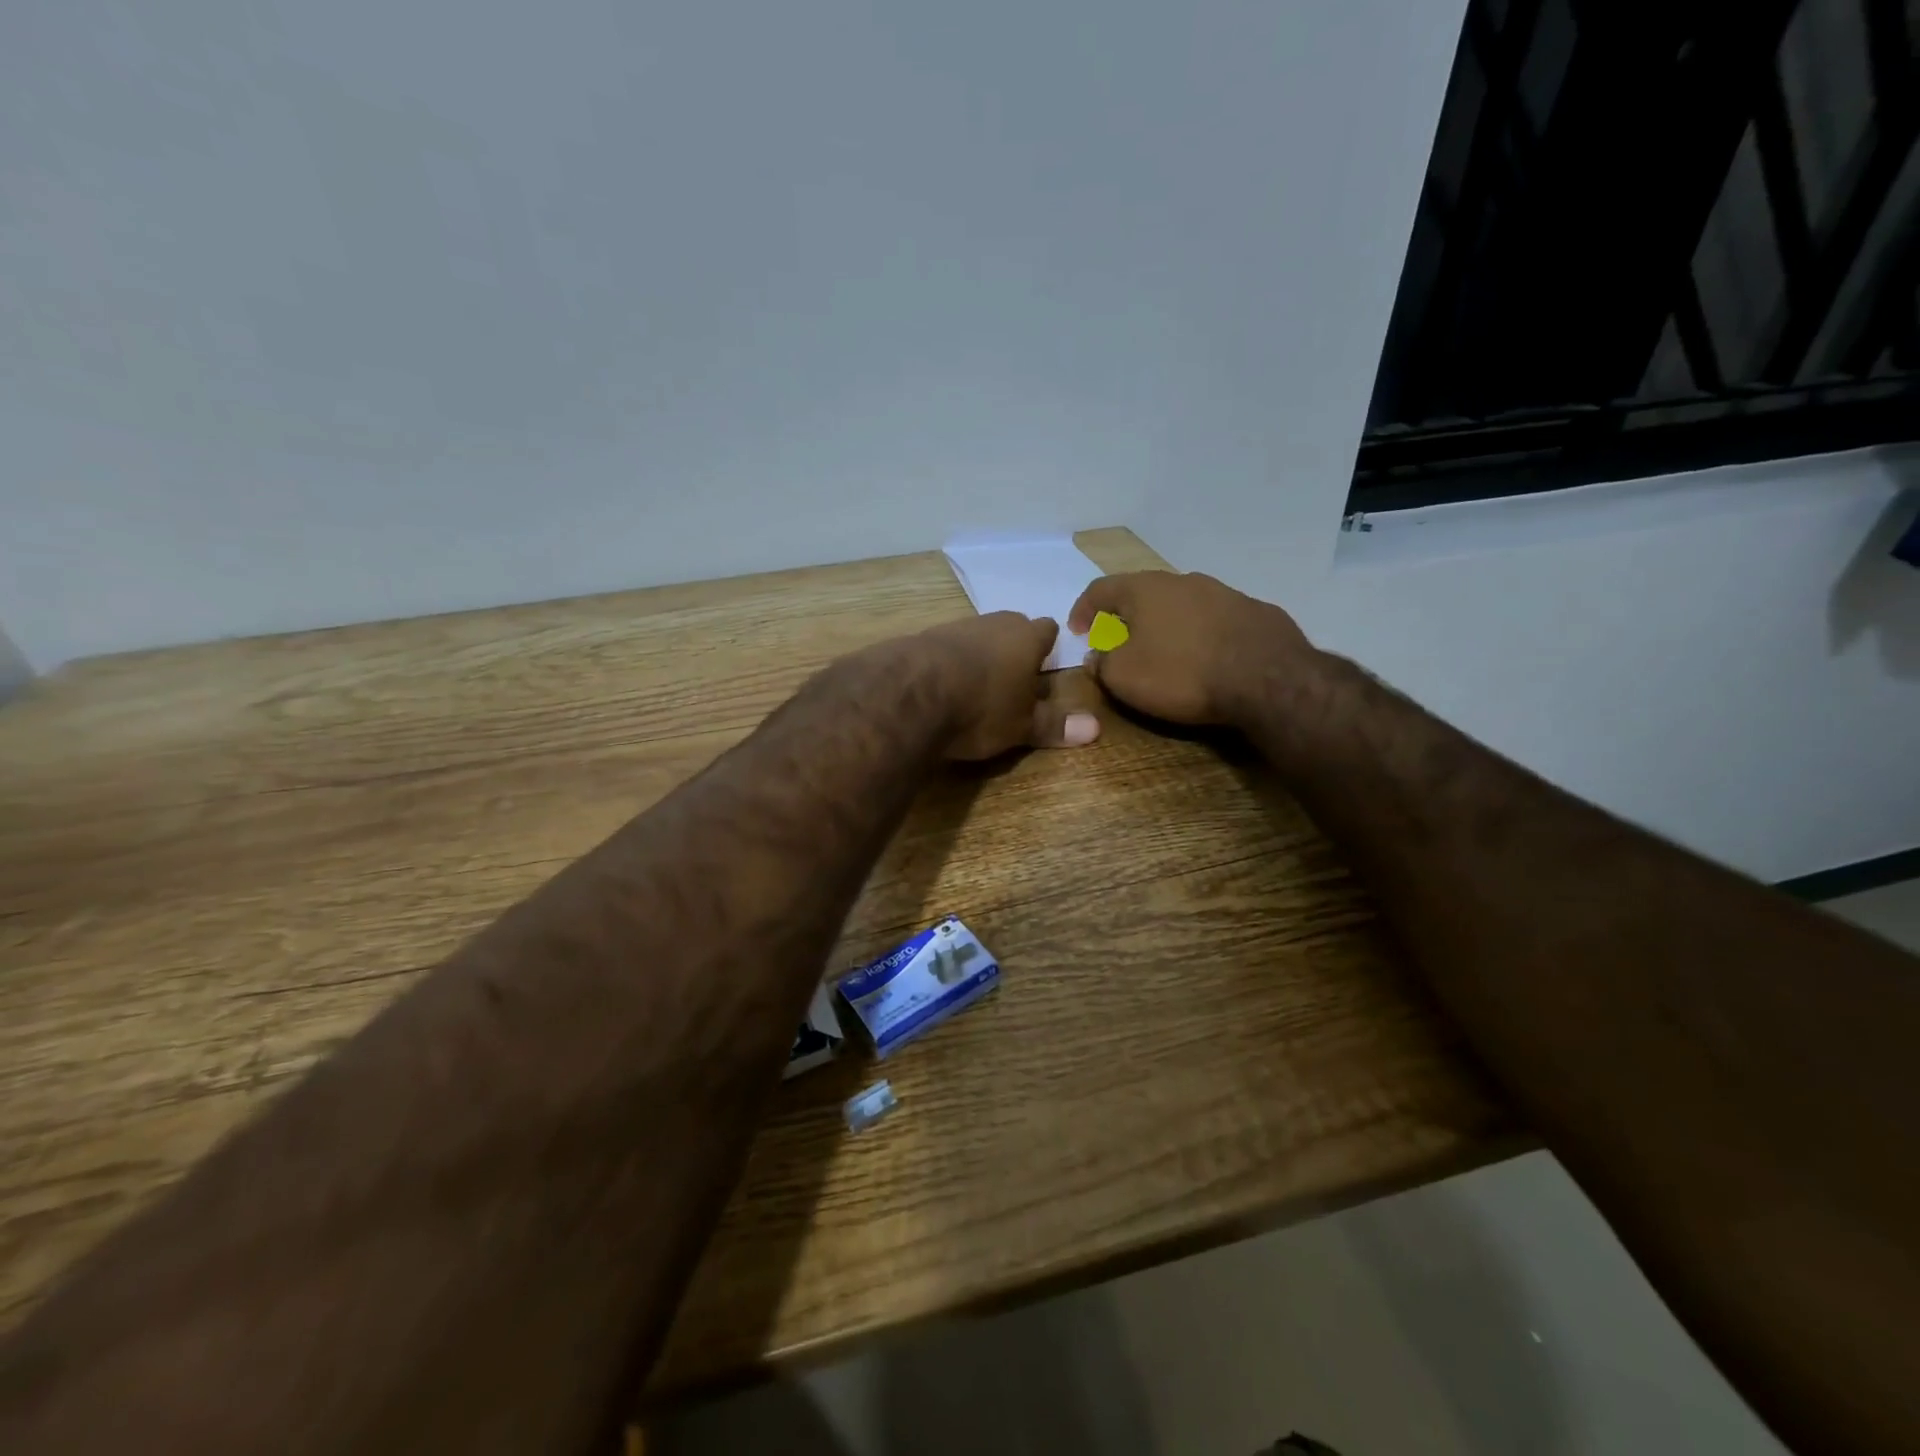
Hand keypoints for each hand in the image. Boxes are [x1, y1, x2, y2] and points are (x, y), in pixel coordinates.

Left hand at [917, 612, 1101, 759]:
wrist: (911, 693)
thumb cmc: (981, 708)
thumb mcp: (1022, 725)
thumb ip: (1054, 725)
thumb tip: (1095, 728)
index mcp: (1026, 638)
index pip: (1047, 630)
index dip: (1048, 646)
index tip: (1047, 663)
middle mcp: (993, 623)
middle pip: (1011, 627)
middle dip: (1014, 648)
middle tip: (1014, 677)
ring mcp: (955, 628)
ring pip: (977, 636)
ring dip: (979, 654)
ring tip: (977, 684)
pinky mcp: (922, 639)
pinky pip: (945, 648)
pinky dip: (948, 662)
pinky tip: (942, 684)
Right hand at [1067, 571, 1314, 726]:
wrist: (1268, 679)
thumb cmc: (1182, 674)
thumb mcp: (1124, 677)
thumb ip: (1102, 663)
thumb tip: (1097, 656)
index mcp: (1144, 589)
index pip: (1100, 589)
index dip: (1083, 610)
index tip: (1077, 632)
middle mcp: (1183, 581)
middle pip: (1142, 593)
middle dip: (1125, 616)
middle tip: (1117, 641)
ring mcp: (1224, 593)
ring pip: (1181, 604)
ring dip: (1165, 623)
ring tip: (1163, 650)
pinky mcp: (1255, 612)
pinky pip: (1214, 620)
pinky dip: (1199, 634)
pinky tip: (1204, 657)